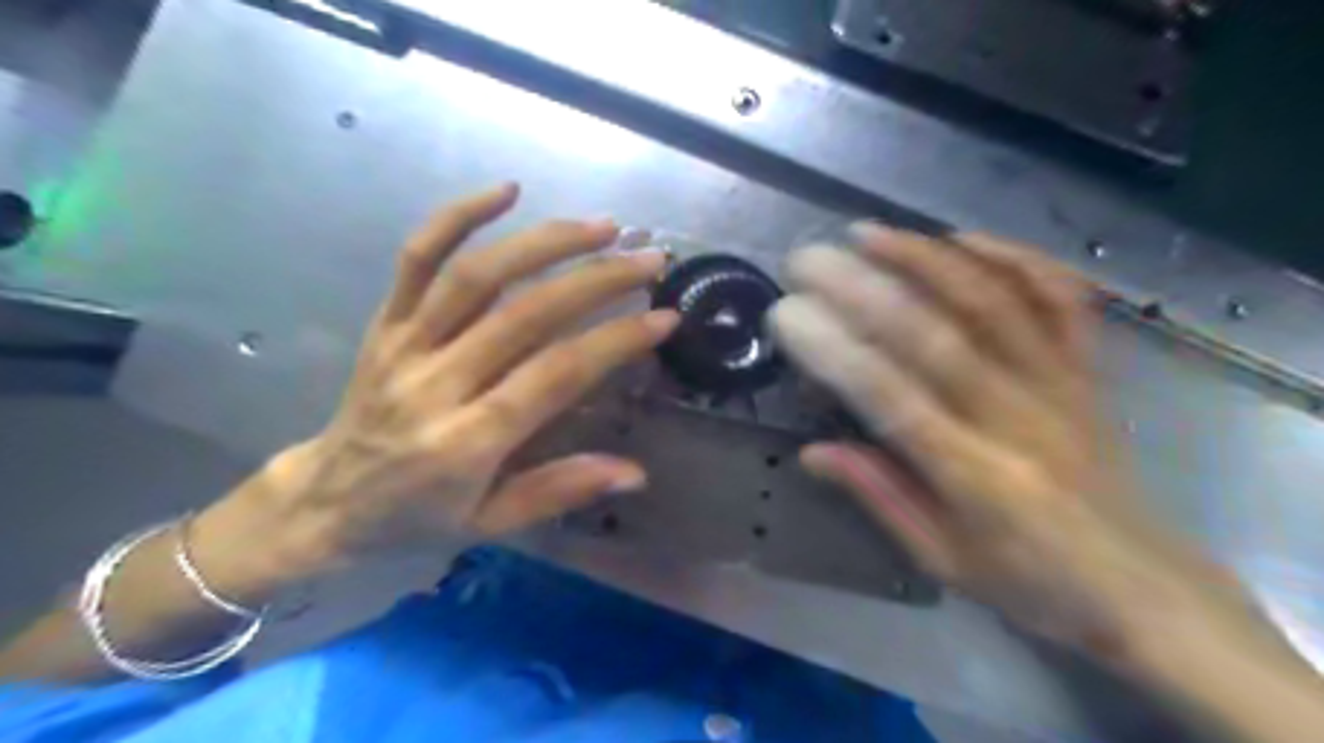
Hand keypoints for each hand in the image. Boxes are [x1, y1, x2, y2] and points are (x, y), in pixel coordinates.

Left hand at [192, 187, 675, 598]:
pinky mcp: (385, 321)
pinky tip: (507, 190)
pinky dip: (458, 216)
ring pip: (476, 275)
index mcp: (467, 441)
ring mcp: (405, 344)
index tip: (665, 317)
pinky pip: (416, 257)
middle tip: (648, 258)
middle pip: (524, 313)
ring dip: (544, 241)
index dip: (616, 341)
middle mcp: (436, 383)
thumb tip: (636, 472)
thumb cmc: (416, 517)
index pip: (555, 375)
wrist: (325, 501)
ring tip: (601, 225)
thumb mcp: (492, 523)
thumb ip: (561, 489)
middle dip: (597, 279)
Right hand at [773, 225, 1265, 667]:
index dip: (834, 351)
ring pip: (992, 303)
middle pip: (935, 336)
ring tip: (867, 233)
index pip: (890, 397)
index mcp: (977, 477)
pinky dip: (1015, 259)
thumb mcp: (942, 560)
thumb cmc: (1031, 583)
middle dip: (863, 289)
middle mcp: (1018, 419)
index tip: (787, 314)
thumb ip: (878, 495)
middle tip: (808, 259)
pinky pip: (1059, 299)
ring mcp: (1060, 385)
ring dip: (926, 260)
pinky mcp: (1088, 370)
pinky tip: (964, 238)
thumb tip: (812, 450)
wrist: (1142, 588)